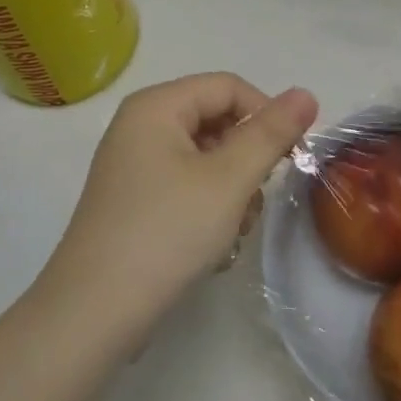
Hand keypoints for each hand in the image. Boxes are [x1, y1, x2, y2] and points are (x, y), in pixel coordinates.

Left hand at [43, 74, 318, 340]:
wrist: (94, 312)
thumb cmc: (166, 232)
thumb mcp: (228, 180)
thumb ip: (270, 134)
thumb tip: (305, 93)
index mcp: (156, 106)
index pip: (228, 87)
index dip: (266, 114)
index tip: (291, 158)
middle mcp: (140, 126)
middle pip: (216, 121)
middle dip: (246, 160)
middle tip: (254, 202)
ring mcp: (134, 165)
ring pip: (205, 158)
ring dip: (231, 191)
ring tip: (230, 231)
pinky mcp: (134, 200)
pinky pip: (185, 185)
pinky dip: (207, 208)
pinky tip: (211, 246)